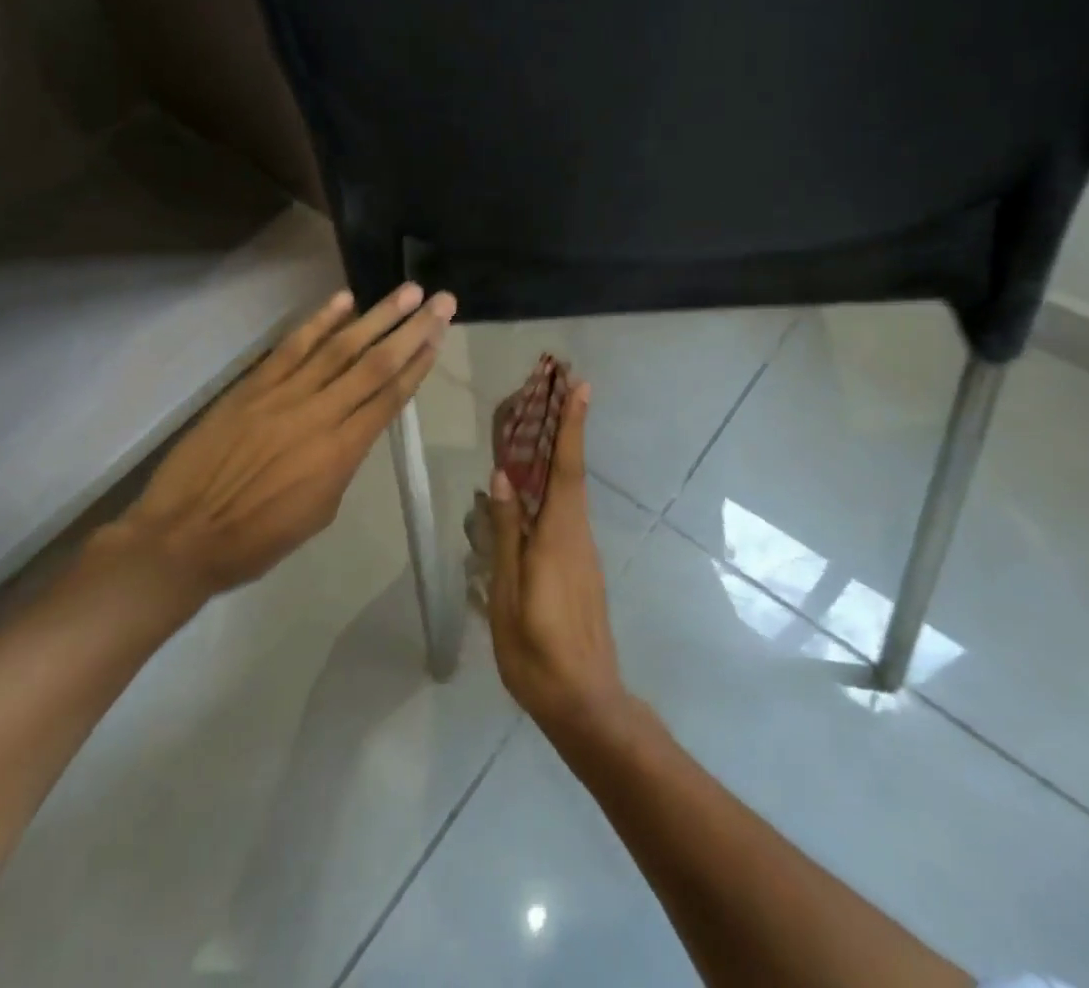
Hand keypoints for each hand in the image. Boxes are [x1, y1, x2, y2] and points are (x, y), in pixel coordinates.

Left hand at [102, 283, 455, 599]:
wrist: (182, 537)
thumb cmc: (256, 539)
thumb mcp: (319, 512)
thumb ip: (343, 462)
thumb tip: (354, 427)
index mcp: (342, 453)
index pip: (390, 397)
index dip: (419, 364)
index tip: (440, 336)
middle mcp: (320, 415)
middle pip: (376, 364)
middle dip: (413, 330)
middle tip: (443, 301)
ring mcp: (284, 395)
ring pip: (340, 347)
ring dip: (377, 316)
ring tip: (408, 291)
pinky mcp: (253, 386)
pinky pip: (292, 347)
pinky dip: (319, 321)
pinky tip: (345, 300)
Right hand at [486, 382, 633, 739]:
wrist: (586, 703)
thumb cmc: (537, 651)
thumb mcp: (507, 594)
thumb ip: (506, 534)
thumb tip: (502, 477)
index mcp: (558, 536)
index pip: (566, 468)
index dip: (573, 425)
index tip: (581, 386)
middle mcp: (577, 534)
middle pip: (571, 471)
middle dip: (566, 427)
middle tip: (556, 389)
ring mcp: (583, 551)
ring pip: (570, 491)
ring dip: (560, 453)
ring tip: (538, 425)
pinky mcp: (581, 566)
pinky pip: (566, 512)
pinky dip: (555, 485)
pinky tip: (532, 489)